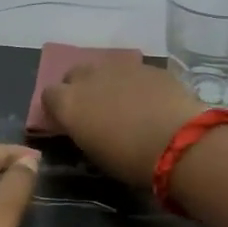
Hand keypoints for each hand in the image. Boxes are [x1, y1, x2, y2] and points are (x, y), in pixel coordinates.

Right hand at [42, 60, 202, 189]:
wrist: (179, 142)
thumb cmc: (130, 160)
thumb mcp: (95, 154)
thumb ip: (83, 132)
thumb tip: (85, 126)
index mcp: (70, 103)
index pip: (49, 95)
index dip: (56, 107)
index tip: (66, 120)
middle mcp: (90, 78)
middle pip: (74, 74)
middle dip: (79, 88)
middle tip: (94, 109)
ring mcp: (121, 67)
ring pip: (104, 69)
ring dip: (107, 82)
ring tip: (123, 103)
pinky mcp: (148, 66)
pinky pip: (133, 72)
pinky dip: (134, 83)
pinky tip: (149, 100)